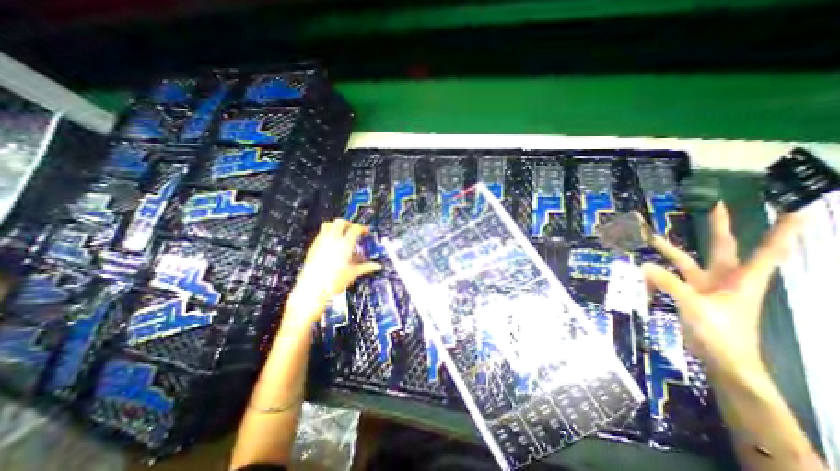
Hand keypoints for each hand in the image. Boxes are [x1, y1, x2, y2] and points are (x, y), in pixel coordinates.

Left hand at [287, 220, 382, 322]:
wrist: (312, 289)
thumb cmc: (333, 282)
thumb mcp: (353, 273)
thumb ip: (366, 267)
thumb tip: (377, 266)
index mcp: (345, 244)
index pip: (355, 229)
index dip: (362, 228)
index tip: (365, 231)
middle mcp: (332, 240)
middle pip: (340, 222)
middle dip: (349, 223)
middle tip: (354, 230)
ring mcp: (321, 242)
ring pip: (328, 224)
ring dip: (336, 226)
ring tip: (342, 233)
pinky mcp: (313, 247)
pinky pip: (321, 233)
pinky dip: (328, 233)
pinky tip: (332, 243)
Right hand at [645, 203, 802, 381]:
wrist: (720, 358)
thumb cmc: (722, 333)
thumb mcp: (695, 306)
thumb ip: (669, 284)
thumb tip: (644, 266)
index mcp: (742, 280)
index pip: (767, 251)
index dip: (781, 231)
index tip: (794, 209)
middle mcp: (725, 278)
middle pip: (721, 247)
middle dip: (718, 226)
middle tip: (715, 204)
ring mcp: (704, 286)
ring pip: (685, 261)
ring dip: (668, 250)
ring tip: (649, 237)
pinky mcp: (688, 294)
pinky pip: (668, 279)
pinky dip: (655, 275)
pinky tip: (640, 274)